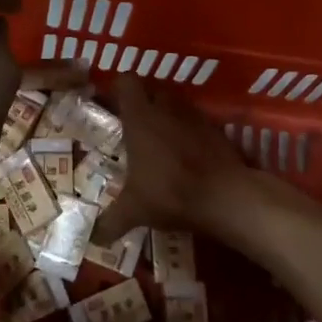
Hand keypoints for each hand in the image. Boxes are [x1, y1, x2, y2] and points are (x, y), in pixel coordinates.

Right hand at [104, 75, 255, 239]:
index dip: (118, 89)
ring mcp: (194, 116)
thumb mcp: (135, 210)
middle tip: (134, 125)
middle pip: (152, 89)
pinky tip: (187, 153)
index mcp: (140, 118)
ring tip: (160, 139)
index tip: (112, 106)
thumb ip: (112, 221)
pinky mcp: (216, 129)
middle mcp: (166, 108)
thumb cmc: (170, 192)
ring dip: (168, 114)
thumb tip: (94, 239)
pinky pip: (196, 121)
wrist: (226, 196)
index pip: (126, 81)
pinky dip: (189, 131)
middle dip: (143, 102)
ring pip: (176, 103)